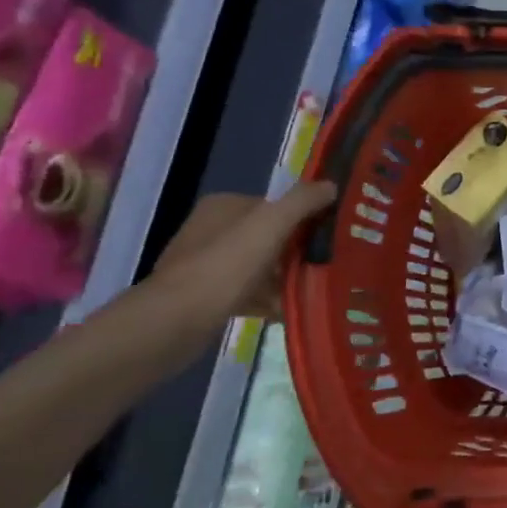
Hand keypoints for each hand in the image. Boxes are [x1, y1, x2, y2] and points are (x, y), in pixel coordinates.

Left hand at [153, 180, 336, 325]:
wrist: (175, 322)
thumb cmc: (225, 266)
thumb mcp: (270, 224)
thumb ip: (302, 201)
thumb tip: (331, 185)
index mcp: (224, 206)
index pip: (275, 205)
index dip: (304, 219)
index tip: (330, 238)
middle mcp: (212, 230)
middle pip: (269, 237)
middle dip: (297, 252)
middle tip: (328, 266)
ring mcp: (207, 265)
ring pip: (260, 267)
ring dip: (286, 279)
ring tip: (315, 292)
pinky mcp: (206, 298)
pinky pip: (249, 294)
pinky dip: (269, 301)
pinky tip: (290, 312)